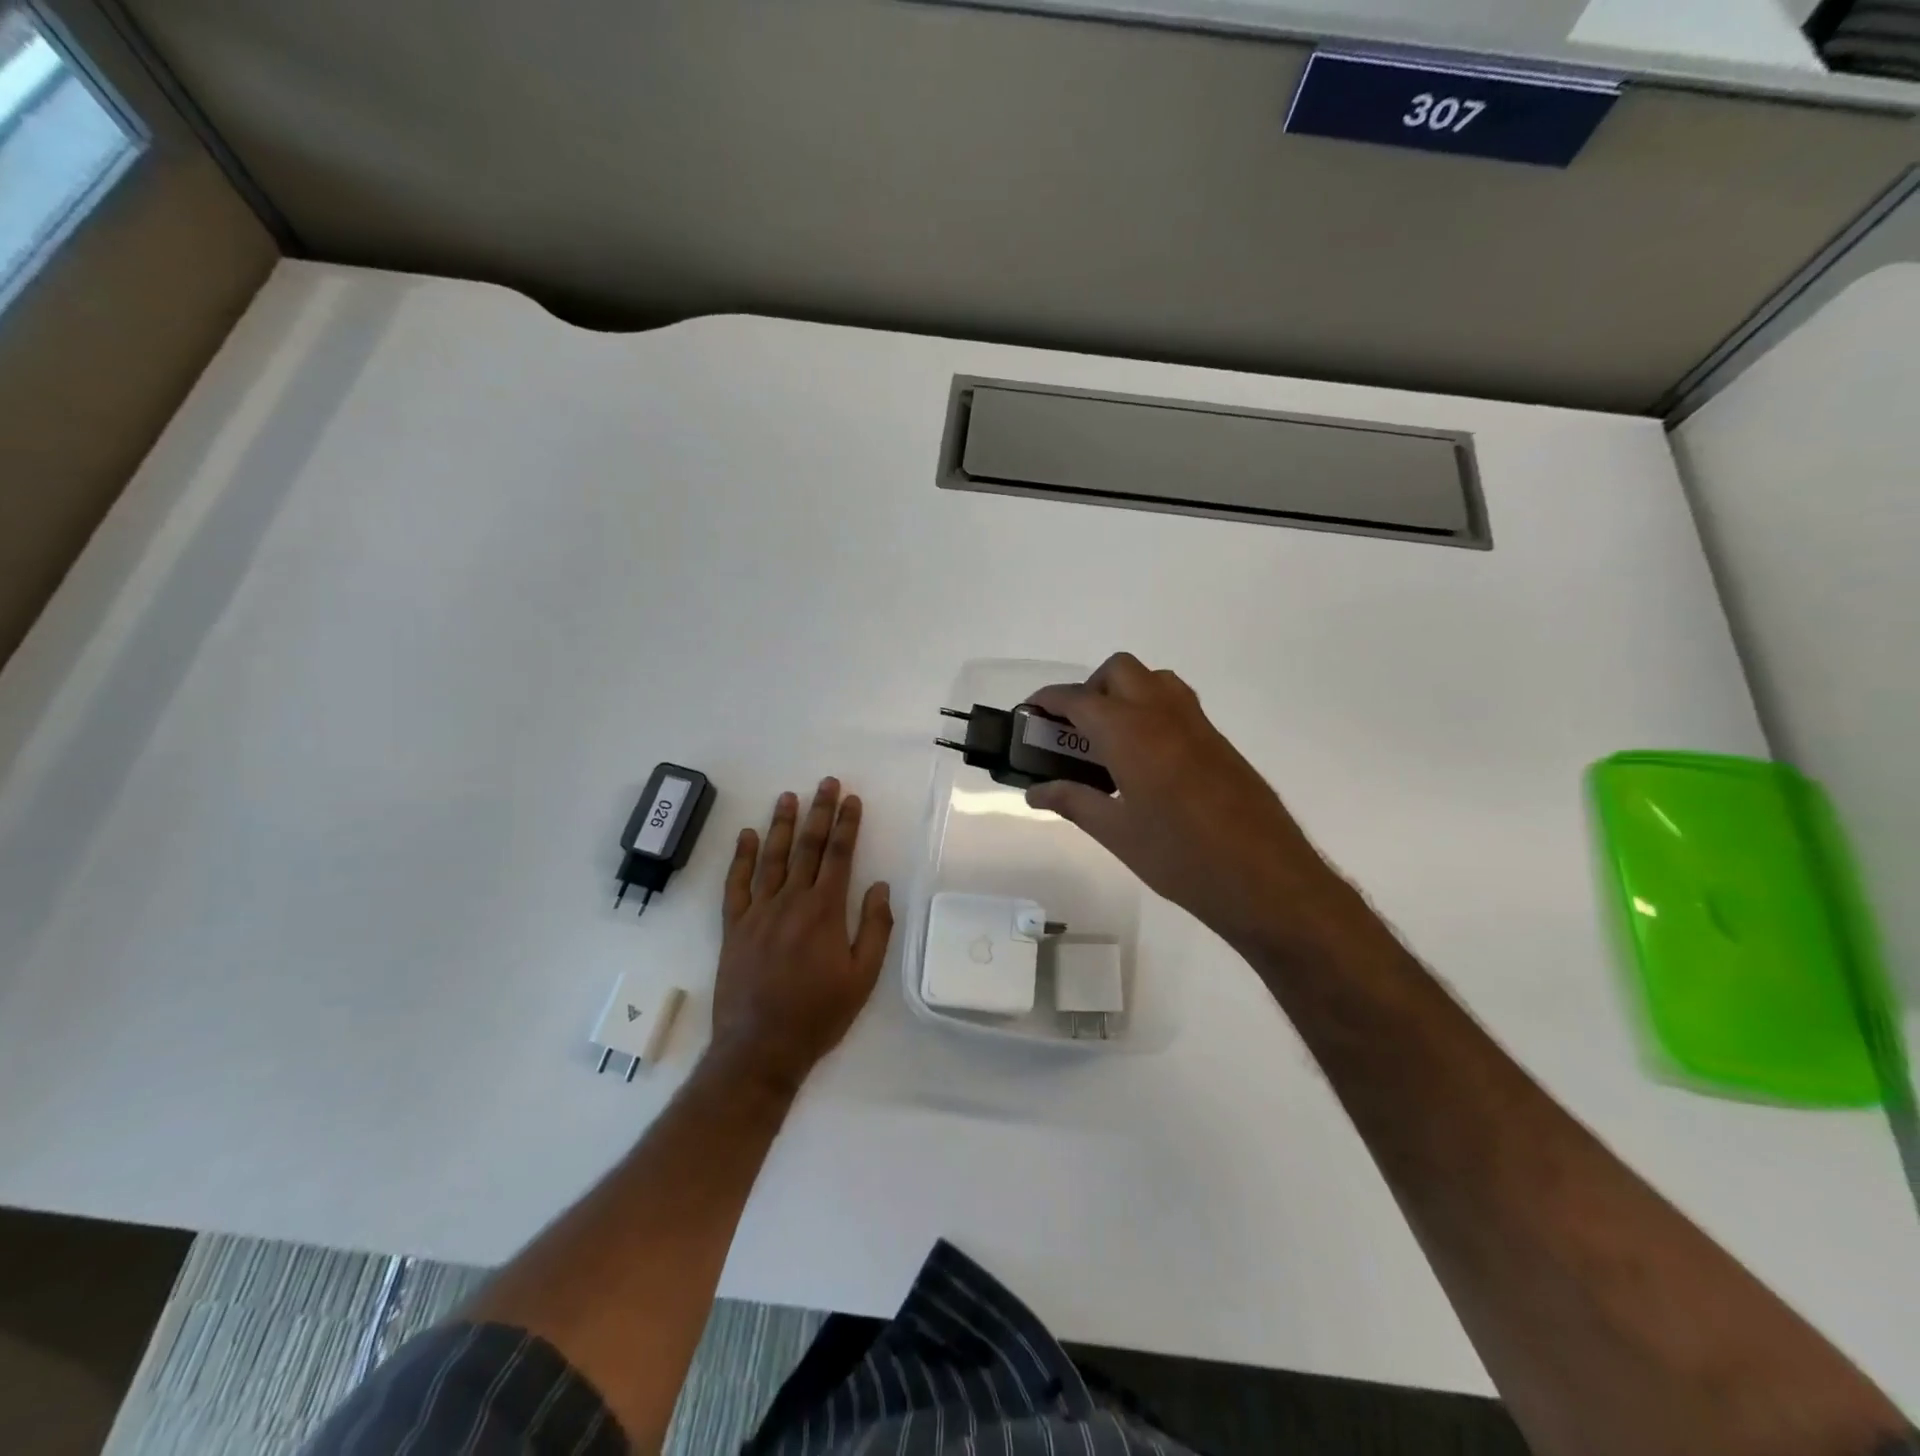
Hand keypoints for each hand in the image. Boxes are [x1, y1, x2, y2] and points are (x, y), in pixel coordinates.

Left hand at [709, 778, 892, 1093]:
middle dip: (819, 812)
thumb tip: (879, 886)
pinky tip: (746, 836)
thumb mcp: (863, 977)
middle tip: (826, 783)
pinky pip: (736, 884)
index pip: (839, 856)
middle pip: (807, 847)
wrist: (760, 1048)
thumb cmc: (819, 1014)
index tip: (852, 799)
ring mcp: (758, 912)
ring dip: (781, 825)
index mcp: (825, 911)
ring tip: (788, 797)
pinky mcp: (734, 927)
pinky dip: (741, 858)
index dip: (847, 825)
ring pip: (771, 857)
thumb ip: (874, 928)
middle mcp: (791, 901)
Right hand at [1025, 653, 1365, 956]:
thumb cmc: (1180, 857)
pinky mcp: (1218, 741)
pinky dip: (1150, 710)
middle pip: (1118, 671)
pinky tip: (1146, 759)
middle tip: (1074, 729)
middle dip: (1089, 688)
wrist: (1264, 877)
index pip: (1079, 698)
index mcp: (1130, 732)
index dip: (1048, 700)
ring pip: (1153, 680)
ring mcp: (1196, 724)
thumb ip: (1073, 802)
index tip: (1030, 712)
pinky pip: (1176, 703)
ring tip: (1110, 739)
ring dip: (1124, 692)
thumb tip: (1035, 791)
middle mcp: (1162, 713)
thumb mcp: (1116, 833)